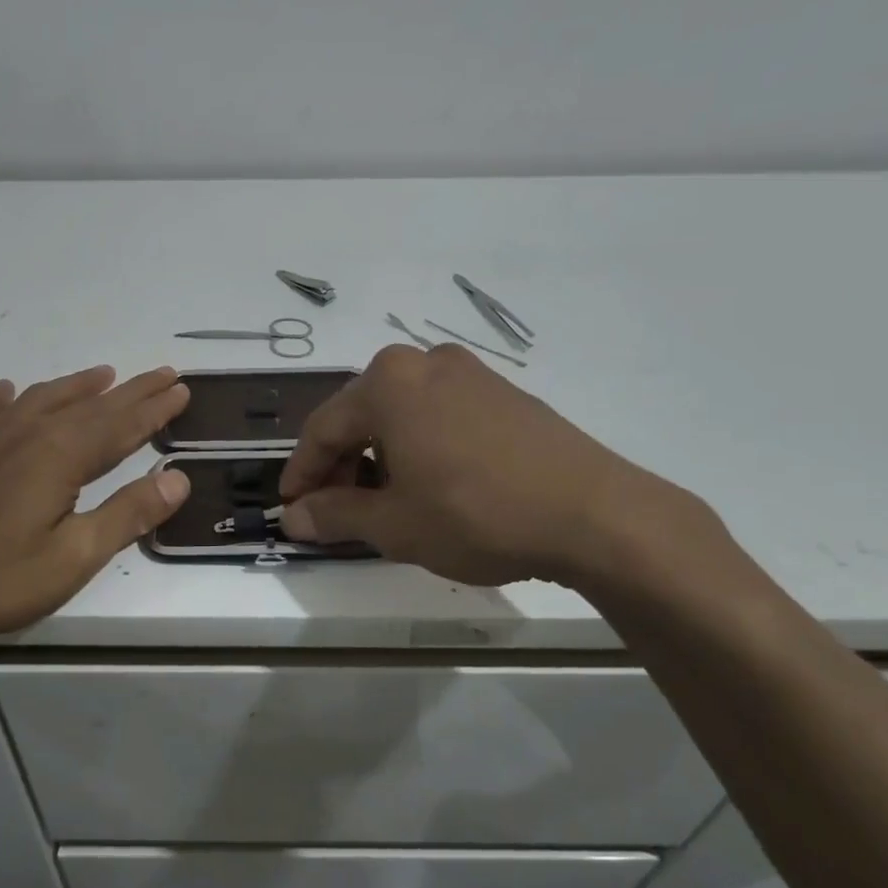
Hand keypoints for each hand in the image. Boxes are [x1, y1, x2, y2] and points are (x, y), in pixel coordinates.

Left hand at [0, 365, 190, 646]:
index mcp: (61, 455)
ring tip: (101, 375)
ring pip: (41, 399)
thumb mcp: (72, 558)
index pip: (122, 424)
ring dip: (76, 386)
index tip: (181, 388)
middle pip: (90, 405)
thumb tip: (179, 479)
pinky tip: (7, 392)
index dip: (155, 408)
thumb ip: (127, 515)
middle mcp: (27, 433)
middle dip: (131, 391)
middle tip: (161, 374)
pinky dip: (3, 398)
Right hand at [278, 343, 696, 589]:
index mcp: (386, 383)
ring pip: (400, 414)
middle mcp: (422, 363)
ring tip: (384, 504)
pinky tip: (430, 484)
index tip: (292, 509)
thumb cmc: (476, 513)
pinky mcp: (503, 392)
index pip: (322, 429)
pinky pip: (439, 415)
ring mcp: (468, 373)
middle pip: (361, 416)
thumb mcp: (394, 524)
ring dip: (380, 457)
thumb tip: (294, 517)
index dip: (302, 473)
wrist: (594, 513)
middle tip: (336, 512)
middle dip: (342, 466)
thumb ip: (335, 515)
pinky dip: (419, 447)